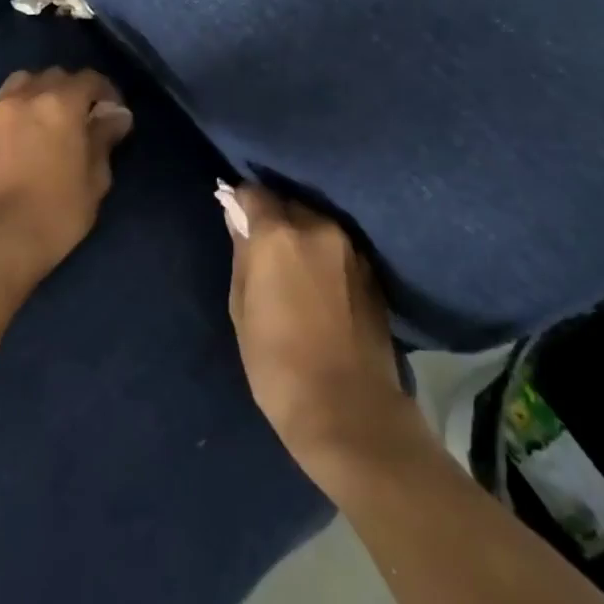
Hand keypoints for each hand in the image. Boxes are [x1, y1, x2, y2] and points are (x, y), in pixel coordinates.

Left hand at [0, 68, 133, 287]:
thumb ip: (105, 137)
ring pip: (24, 82)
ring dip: (41, 92)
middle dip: (74, 91)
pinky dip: (17, 106)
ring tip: (50, 119)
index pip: (89, 79)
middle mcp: (27, 96)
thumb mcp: (95, 177)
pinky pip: (2, 103)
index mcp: (60, 103)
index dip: (107, 92)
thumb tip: (117, 114)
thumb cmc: (58, 210)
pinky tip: (24, 131)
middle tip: (85, 119)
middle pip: (55, 76)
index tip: (114, 114)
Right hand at [219, 183, 426, 490]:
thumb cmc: (278, 364)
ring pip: (315, 222)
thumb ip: (241, 254)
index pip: (253, 192)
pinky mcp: (371, 270)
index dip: (239, 201)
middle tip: (261, 246)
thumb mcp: (241, 309)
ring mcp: (350, 247)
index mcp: (279, 234)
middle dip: (272, 216)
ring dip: (300, 233)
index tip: (233, 216)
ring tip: (290, 265)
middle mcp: (318, 227)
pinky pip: (337, 245)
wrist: (350, 411)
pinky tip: (317, 281)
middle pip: (287, 203)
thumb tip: (237, 218)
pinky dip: (322, 252)